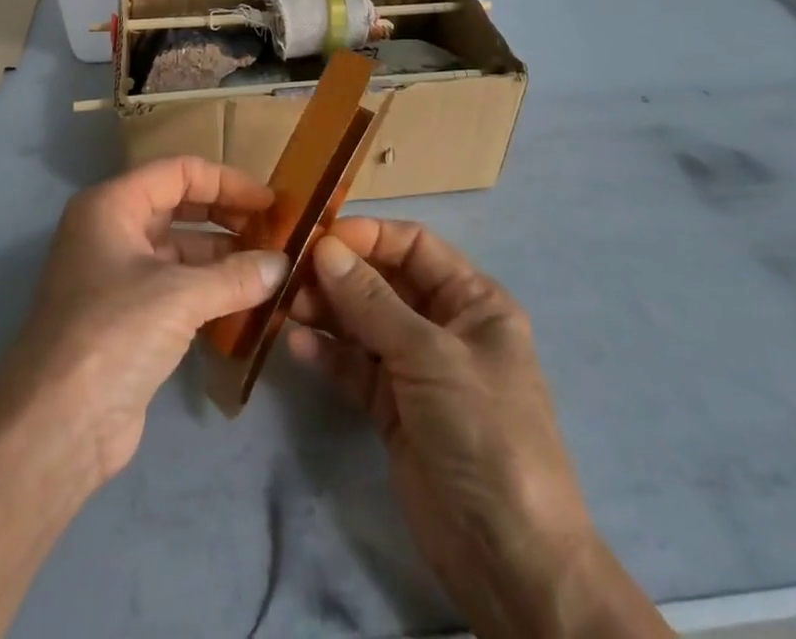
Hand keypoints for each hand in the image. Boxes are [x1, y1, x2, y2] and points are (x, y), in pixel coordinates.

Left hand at [0, 156, 289, 489]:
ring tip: (269, 268)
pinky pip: (175, 287)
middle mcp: (110, 231)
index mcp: (111, 205)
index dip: (227, 182)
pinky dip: (209, 289)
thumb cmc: (113, 334)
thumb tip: (283, 265)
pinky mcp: (125, 318)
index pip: (178, 172)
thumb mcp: (179, 296)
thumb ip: (236, 276)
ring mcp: (115, 276)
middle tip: (274, 232)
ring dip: (222, 257)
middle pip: (178, 206)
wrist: (55, 428)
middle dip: (226, 216)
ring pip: (178, 250)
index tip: (270, 202)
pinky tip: (246, 301)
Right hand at [287, 220, 606, 637]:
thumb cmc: (483, 431)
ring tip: (286, 305)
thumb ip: (371, 302)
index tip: (320, 236)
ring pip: (363, 323)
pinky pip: (355, 367)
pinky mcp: (393, 408)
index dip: (369, 236)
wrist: (508, 559)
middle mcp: (443, 326)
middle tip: (290, 272)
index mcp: (472, 301)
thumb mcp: (430, 356)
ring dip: (327, 311)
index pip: (415, 246)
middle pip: (383, 282)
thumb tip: (324, 248)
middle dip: (340, 275)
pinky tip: (297, 345)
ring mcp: (416, 369)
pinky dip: (328, 354)